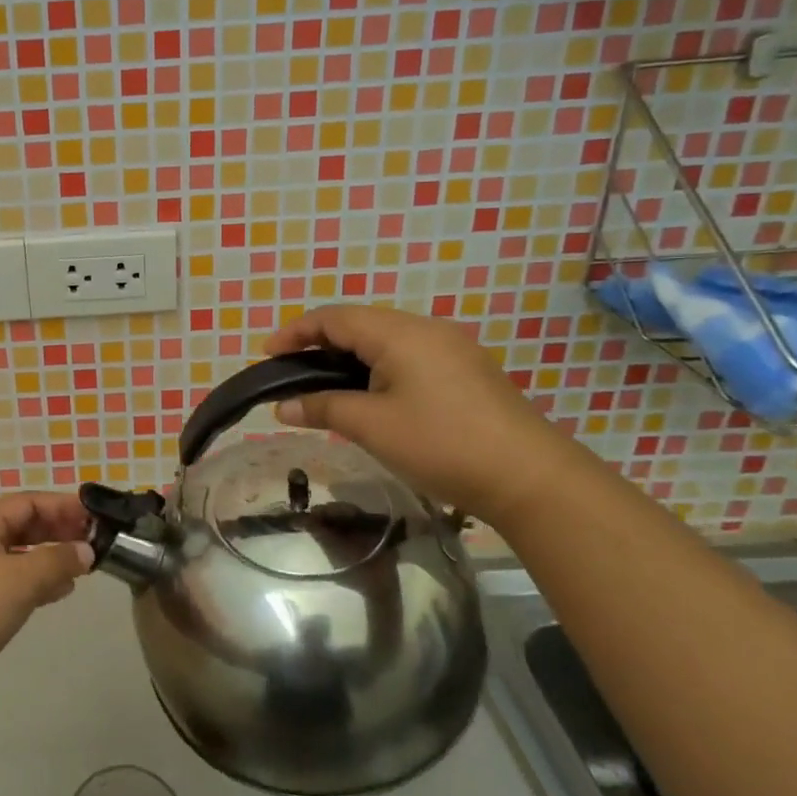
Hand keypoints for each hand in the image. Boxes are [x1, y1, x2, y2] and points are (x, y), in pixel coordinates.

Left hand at [0, 492, 93, 715]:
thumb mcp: (21, 579)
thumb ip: (57, 561)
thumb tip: (86, 551)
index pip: (26, 503)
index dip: (61, 506)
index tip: (94, 515)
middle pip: (19, 527)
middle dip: (56, 531)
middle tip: (92, 541)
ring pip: (14, 557)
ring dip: (47, 559)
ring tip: (80, 568)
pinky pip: (7, 584)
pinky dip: (32, 583)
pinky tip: (56, 594)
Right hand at [264, 305, 585, 526]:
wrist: (530, 478)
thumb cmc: (441, 444)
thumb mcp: (371, 426)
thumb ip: (322, 407)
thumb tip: (282, 406)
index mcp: (399, 333)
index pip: (334, 317)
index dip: (295, 332)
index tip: (266, 353)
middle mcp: (425, 329)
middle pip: (359, 323)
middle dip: (319, 343)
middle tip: (291, 371)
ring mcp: (451, 348)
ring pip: (384, 340)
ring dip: (348, 357)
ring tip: (323, 385)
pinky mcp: (466, 371)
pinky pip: (407, 356)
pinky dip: (376, 368)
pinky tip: (369, 396)